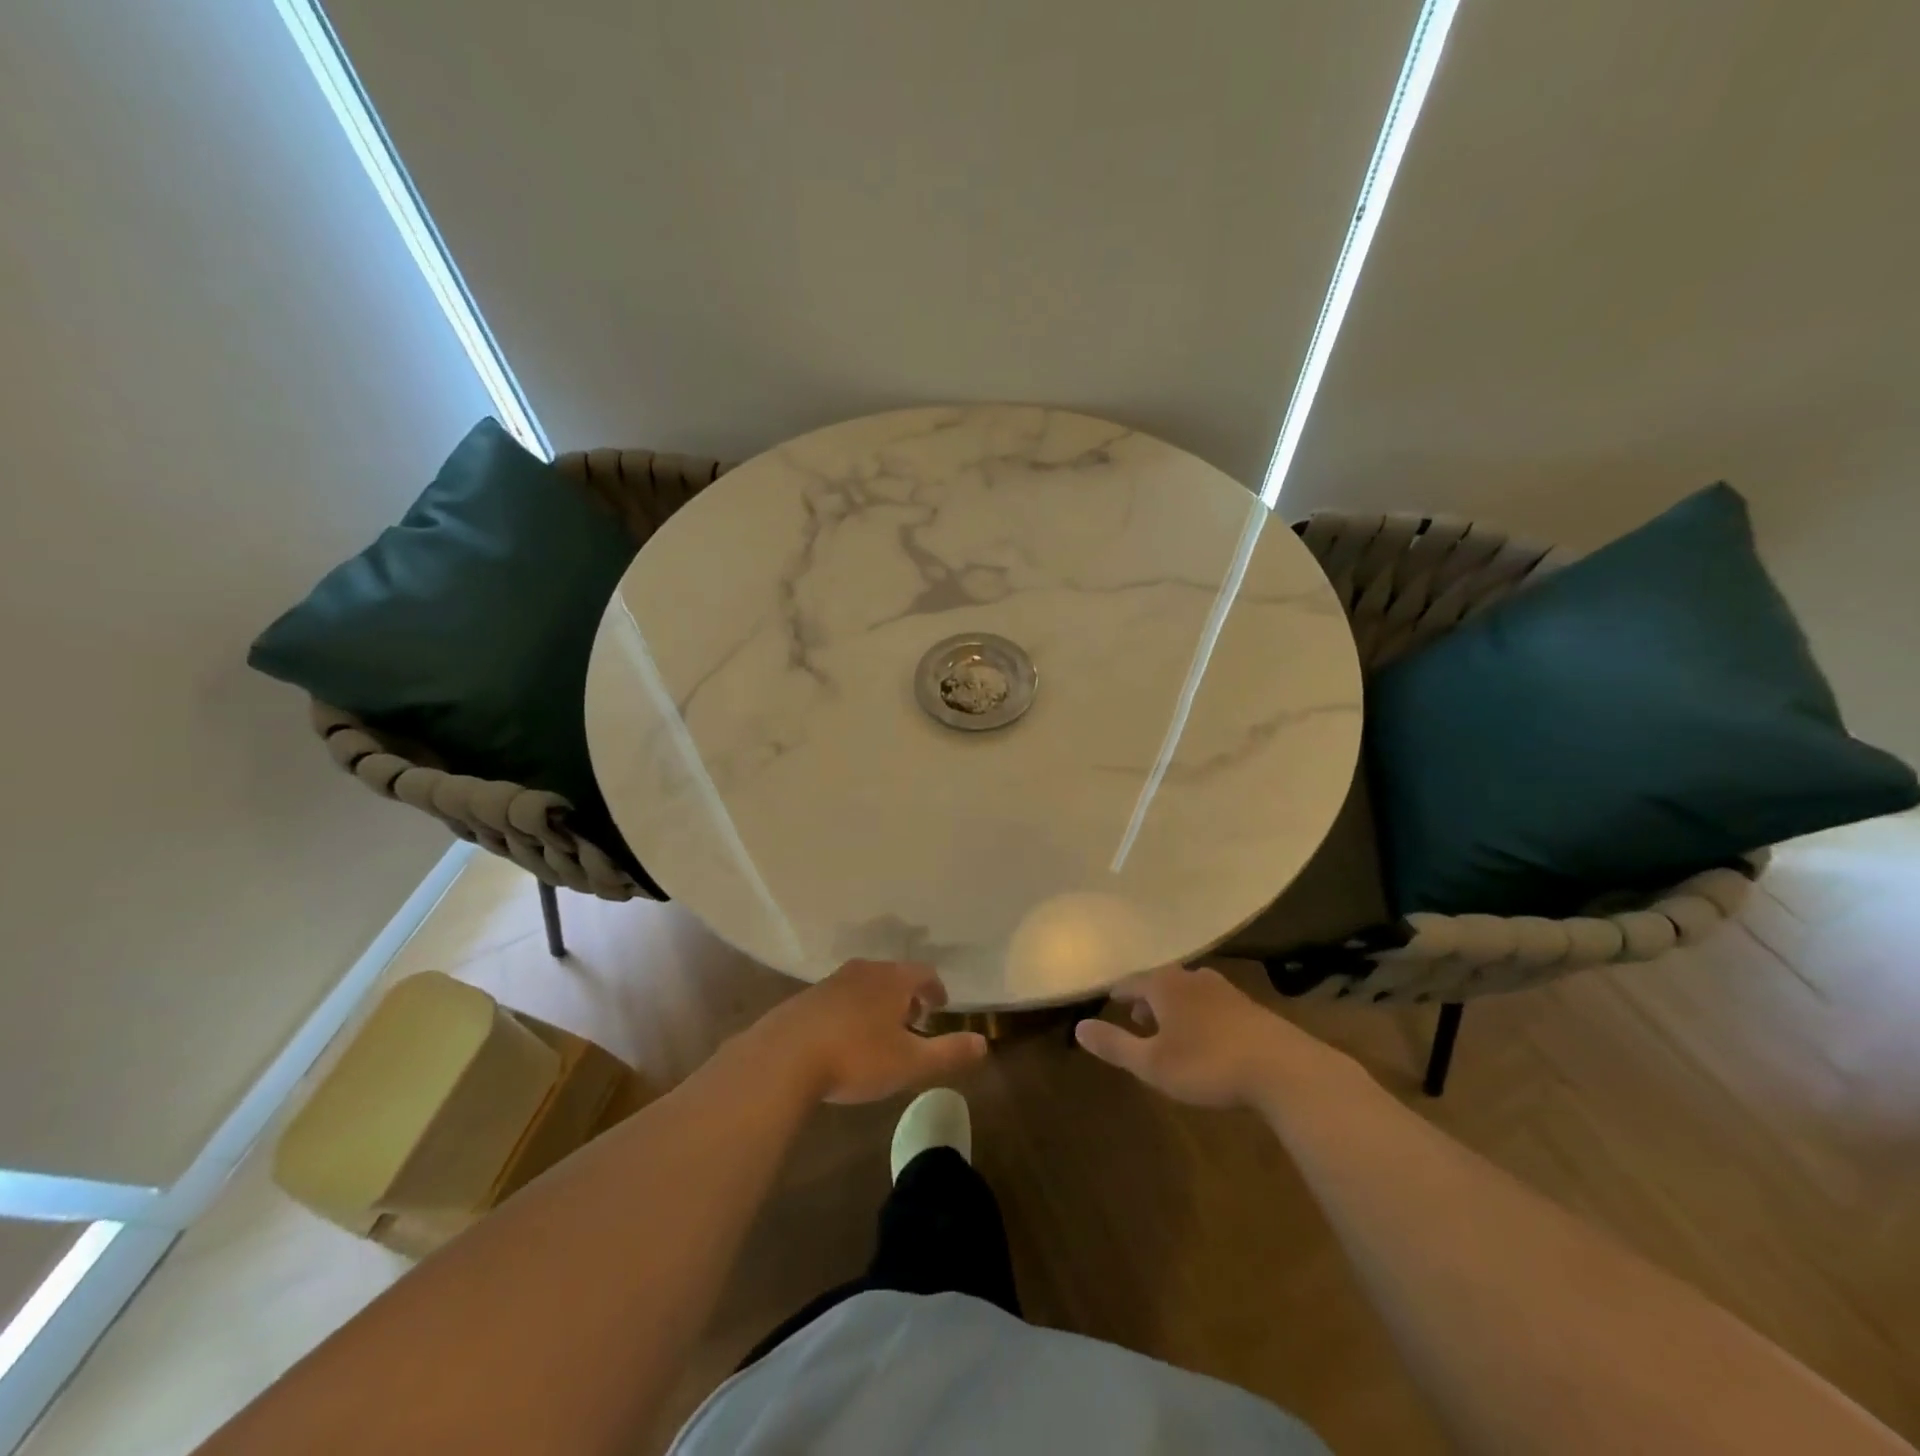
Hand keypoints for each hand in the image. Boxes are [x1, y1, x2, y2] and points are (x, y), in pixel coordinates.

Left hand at [750, 959, 988, 1104]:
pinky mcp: (807, 998)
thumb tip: (984, 1043)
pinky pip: (840, 997)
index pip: (924, 973)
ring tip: (881, 1030)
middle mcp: (864, 971)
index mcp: (893, 980)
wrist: (784, 1057)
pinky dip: (852, 1010)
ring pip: (865, 985)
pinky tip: (846, 1037)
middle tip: (914, 1020)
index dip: (936, 989)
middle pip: (894, 975)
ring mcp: (832, 982)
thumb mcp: (910, 1063)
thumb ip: (948, 1052)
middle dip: (907, 995)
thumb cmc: (856, 1057)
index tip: (940, 1006)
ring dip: (878, 1002)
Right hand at [1075, 964, 1351, 1108]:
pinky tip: (1208, 1038)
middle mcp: (1193, 978)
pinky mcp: (1250, 1009)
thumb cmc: (1207, 1064)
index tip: (1109, 1001)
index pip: (1131, 981)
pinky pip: (1213, 1004)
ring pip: (1189, 992)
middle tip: (1138, 1018)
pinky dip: (1201, 1015)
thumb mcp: (1152, 1063)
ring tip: (1171, 1030)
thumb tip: (1078, 1027)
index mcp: (1165, 985)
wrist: (1283, 1070)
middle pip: (1161, 982)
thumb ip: (1115, 1045)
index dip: (1118, 993)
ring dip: (1175, 1007)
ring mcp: (1225, 991)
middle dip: (1147, 999)